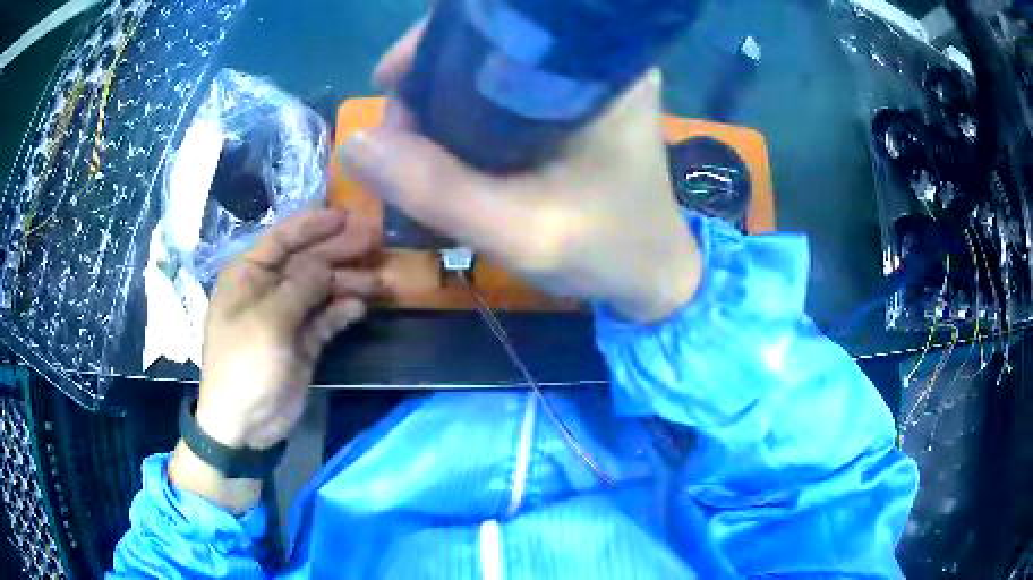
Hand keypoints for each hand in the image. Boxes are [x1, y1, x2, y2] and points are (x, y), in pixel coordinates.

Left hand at [194, 209, 377, 449]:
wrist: (244, 424)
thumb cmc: (244, 364)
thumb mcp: (268, 322)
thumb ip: (299, 288)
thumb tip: (326, 266)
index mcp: (249, 276)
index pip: (282, 239)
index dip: (313, 225)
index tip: (345, 216)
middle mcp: (268, 289)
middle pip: (307, 261)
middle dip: (339, 251)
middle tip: (374, 240)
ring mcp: (287, 316)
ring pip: (321, 290)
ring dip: (348, 283)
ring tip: (379, 281)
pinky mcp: (303, 342)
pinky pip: (325, 319)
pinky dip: (342, 312)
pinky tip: (360, 308)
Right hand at [339, 22, 700, 322]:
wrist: (653, 274)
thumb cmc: (606, 251)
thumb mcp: (520, 232)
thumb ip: (437, 190)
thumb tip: (356, 143)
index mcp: (599, 70)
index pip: (500, 22)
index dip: (432, 43)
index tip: (391, 84)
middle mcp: (596, 60)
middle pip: (490, 40)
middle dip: (429, 77)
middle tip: (401, 134)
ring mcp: (588, 79)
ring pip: (491, 64)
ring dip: (442, 96)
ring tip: (415, 144)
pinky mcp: (578, 101)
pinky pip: (505, 87)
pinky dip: (465, 108)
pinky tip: (447, 141)